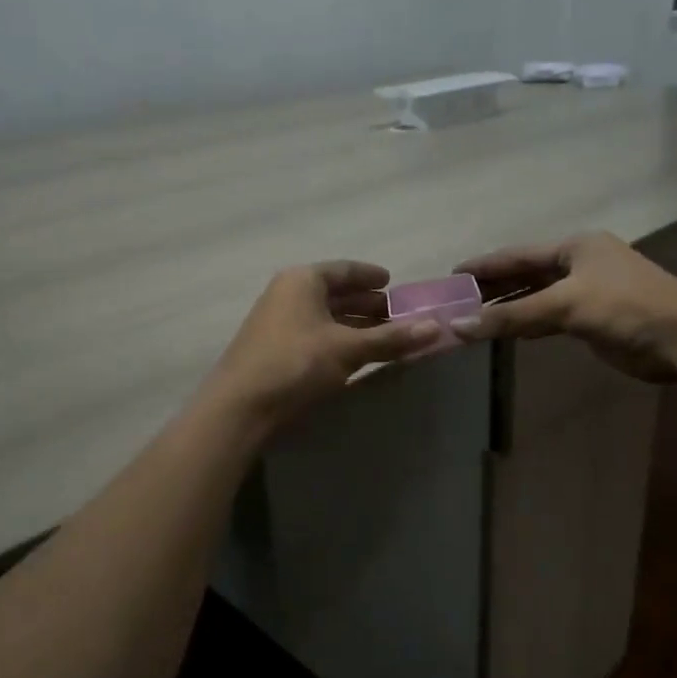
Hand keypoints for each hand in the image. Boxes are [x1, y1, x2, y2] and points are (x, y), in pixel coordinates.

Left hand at [200, 261, 439, 431]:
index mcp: (303, 280)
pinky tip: (356, 355)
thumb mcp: (348, 349)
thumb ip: (391, 338)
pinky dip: (339, 340)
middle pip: (335, 293)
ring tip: (385, 336)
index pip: (344, 269)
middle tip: (398, 314)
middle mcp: (288, 294)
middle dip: (367, 304)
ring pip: (325, 316)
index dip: (371, 275)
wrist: (240, 408)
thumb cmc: (295, 364)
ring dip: (355, 325)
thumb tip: (436, 327)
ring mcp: (278, 322)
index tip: (393, 282)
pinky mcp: (275, 349)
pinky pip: (316, 335)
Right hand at [450, 232, 676, 382]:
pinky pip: (551, 318)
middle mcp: (580, 264)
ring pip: (538, 298)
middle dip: (494, 288)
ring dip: (509, 308)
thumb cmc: (625, 307)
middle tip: (456, 300)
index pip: (518, 254)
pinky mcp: (595, 319)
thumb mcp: (565, 305)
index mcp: (575, 247)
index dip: (485, 265)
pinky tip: (509, 332)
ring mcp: (588, 292)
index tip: (452, 274)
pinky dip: (529, 324)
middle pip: (526, 274)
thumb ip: (512, 316)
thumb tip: (459, 327)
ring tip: (473, 318)